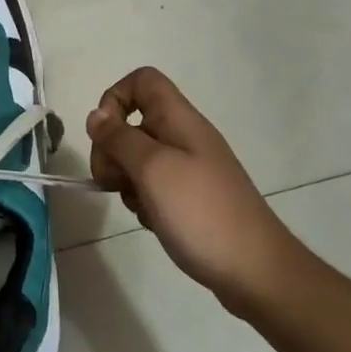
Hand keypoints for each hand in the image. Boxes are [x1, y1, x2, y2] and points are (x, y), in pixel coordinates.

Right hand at [86, 67, 305, 314]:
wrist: (254, 270)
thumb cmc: (201, 212)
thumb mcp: (152, 169)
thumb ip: (118, 138)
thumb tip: (96, 116)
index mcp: (179, 120)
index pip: (141, 81)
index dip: (114, 98)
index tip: (105, 135)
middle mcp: (183, 137)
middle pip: (131, 121)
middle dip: (111, 149)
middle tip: (112, 180)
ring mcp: (187, 168)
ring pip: (136, 157)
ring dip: (125, 179)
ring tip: (140, 205)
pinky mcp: (188, 196)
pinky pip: (151, 185)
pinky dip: (142, 199)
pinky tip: (153, 220)